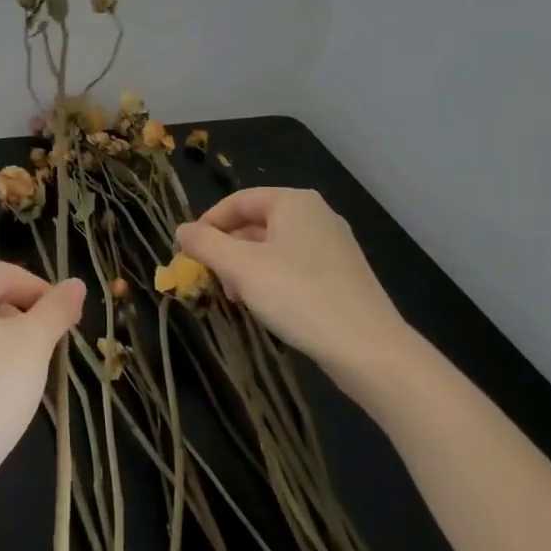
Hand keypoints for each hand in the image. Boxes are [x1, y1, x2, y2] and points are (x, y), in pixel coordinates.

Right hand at [177, 188, 409, 375]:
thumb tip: (182, 230)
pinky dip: (272, 279)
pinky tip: (266, 307)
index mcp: (293, 202)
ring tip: (236, 298)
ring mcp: (333, 244)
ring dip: (247, 268)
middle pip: (255, 223)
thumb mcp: (241, 268)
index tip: (188, 253)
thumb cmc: (299, 297)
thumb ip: (206, 244)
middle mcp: (315, 214)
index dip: (207, 224)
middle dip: (228, 250)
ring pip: (274, 247)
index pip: (237, 201)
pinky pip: (294, 265)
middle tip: (210, 279)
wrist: (369, 349)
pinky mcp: (342, 274)